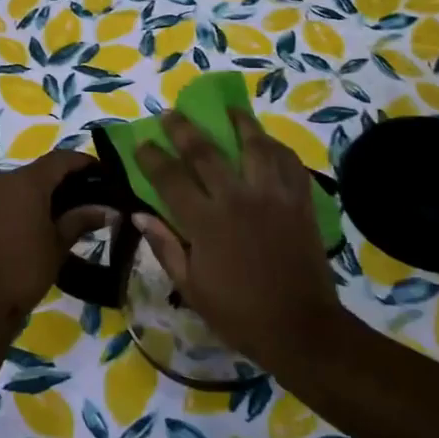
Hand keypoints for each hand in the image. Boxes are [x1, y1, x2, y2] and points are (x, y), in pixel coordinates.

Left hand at [0, 149, 110, 332]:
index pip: (62, 158)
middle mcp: (5, 180)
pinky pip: (10, 196)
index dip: (85, 162)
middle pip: (42, 169)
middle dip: (68, 178)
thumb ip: (82, 220)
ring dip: (47, 190)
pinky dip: (29, 201)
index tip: (106, 175)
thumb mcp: (58, 244)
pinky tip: (44, 221)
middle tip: (92, 195)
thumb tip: (109, 209)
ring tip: (71, 210)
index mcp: (27, 181)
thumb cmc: (24, 269)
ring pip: (25, 182)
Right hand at [133, 109, 342, 369]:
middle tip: (172, 113)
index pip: (170, 178)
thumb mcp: (190, 287)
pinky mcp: (300, 202)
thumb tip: (138, 214)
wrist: (300, 328)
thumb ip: (164, 246)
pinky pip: (289, 162)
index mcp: (205, 222)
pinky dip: (277, 147)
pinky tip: (268, 142)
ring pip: (255, 145)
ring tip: (229, 109)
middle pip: (206, 151)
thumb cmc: (238, 314)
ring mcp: (273, 196)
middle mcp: (237, 199)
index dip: (151, 156)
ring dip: (239, 122)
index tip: (141, 142)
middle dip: (184, 128)